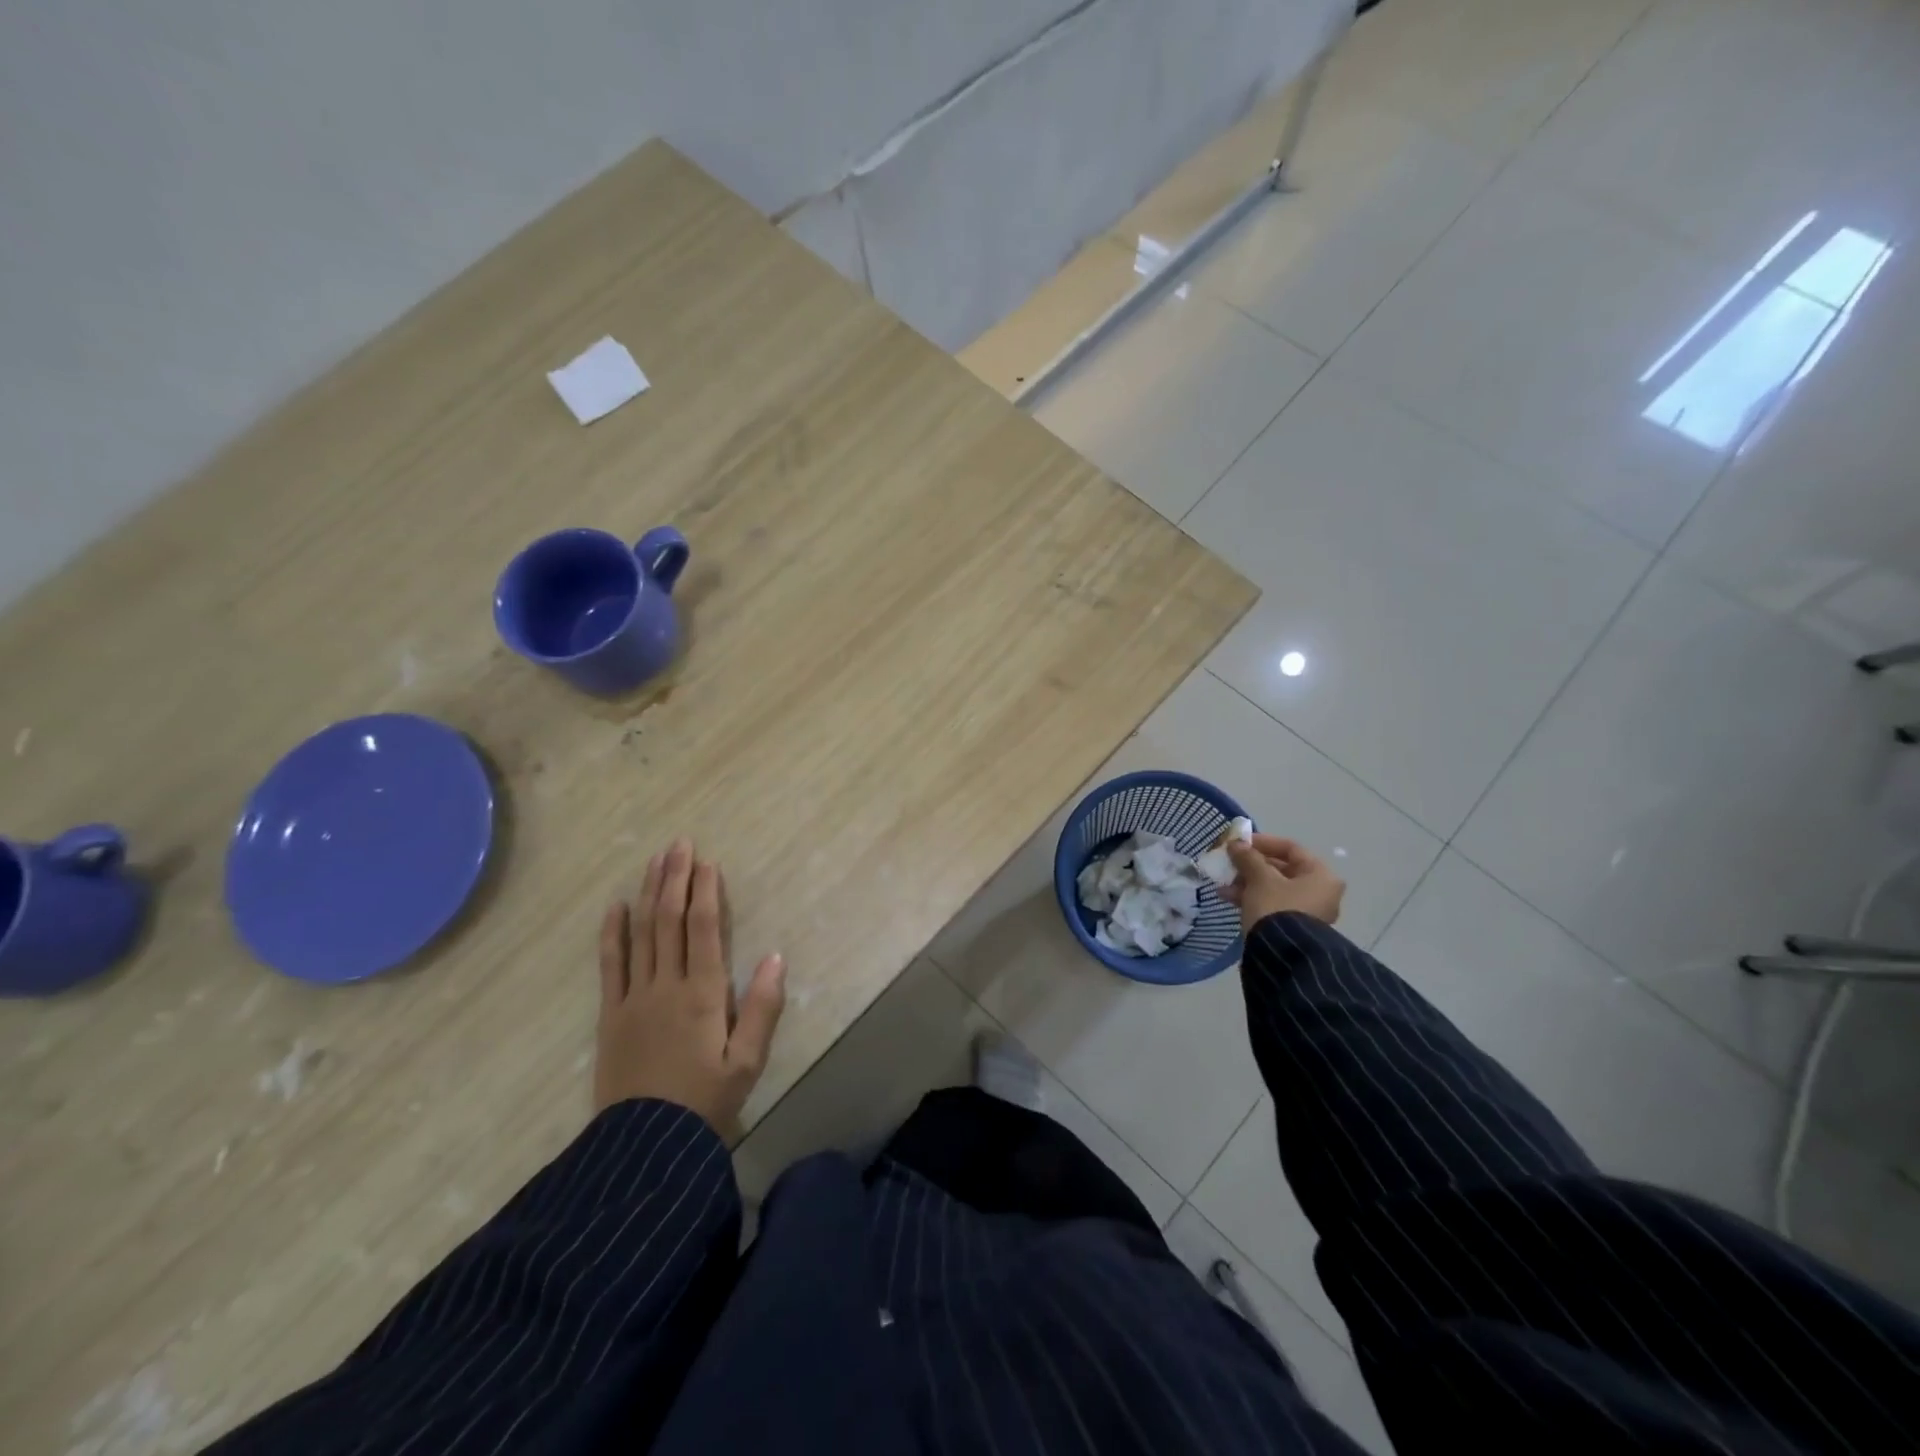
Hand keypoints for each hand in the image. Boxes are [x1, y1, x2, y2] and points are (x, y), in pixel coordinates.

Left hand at [594, 840, 785, 1135]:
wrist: (644, 1148)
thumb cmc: (704, 1102)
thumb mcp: (746, 1062)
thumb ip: (762, 1008)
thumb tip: (774, 957)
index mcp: (703, 994)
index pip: (705, 929)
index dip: (706, 892)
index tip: (707, 862)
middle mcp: (666, 985)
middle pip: (670, 920)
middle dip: (676, 879)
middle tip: (679, 843)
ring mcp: (633, 997)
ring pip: (642, 933)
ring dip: (650, 893)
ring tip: (655, 860)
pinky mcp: (611, 1014)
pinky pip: (611, 965)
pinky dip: (612, 933)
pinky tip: (615, 906)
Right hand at [1223, 834, 1344, 930]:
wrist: (1282, 955)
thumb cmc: (1276, 907)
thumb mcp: (1260, 878)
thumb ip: (1248, 857)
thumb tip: (1236, 844)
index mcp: (1321, 876)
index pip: (1291, 848)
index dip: (1263, 842)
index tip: (1240, 843)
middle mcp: (1320, 892)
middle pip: (1281, 869)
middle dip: (1251, 865)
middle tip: (1229, 862)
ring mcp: (1307, 911)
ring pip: (1273, 888)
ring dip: (1246, 882)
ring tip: (1222, 882)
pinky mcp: (1293, 927)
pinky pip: (1271, 904)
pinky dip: (1251, 898)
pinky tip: (1227, 897)